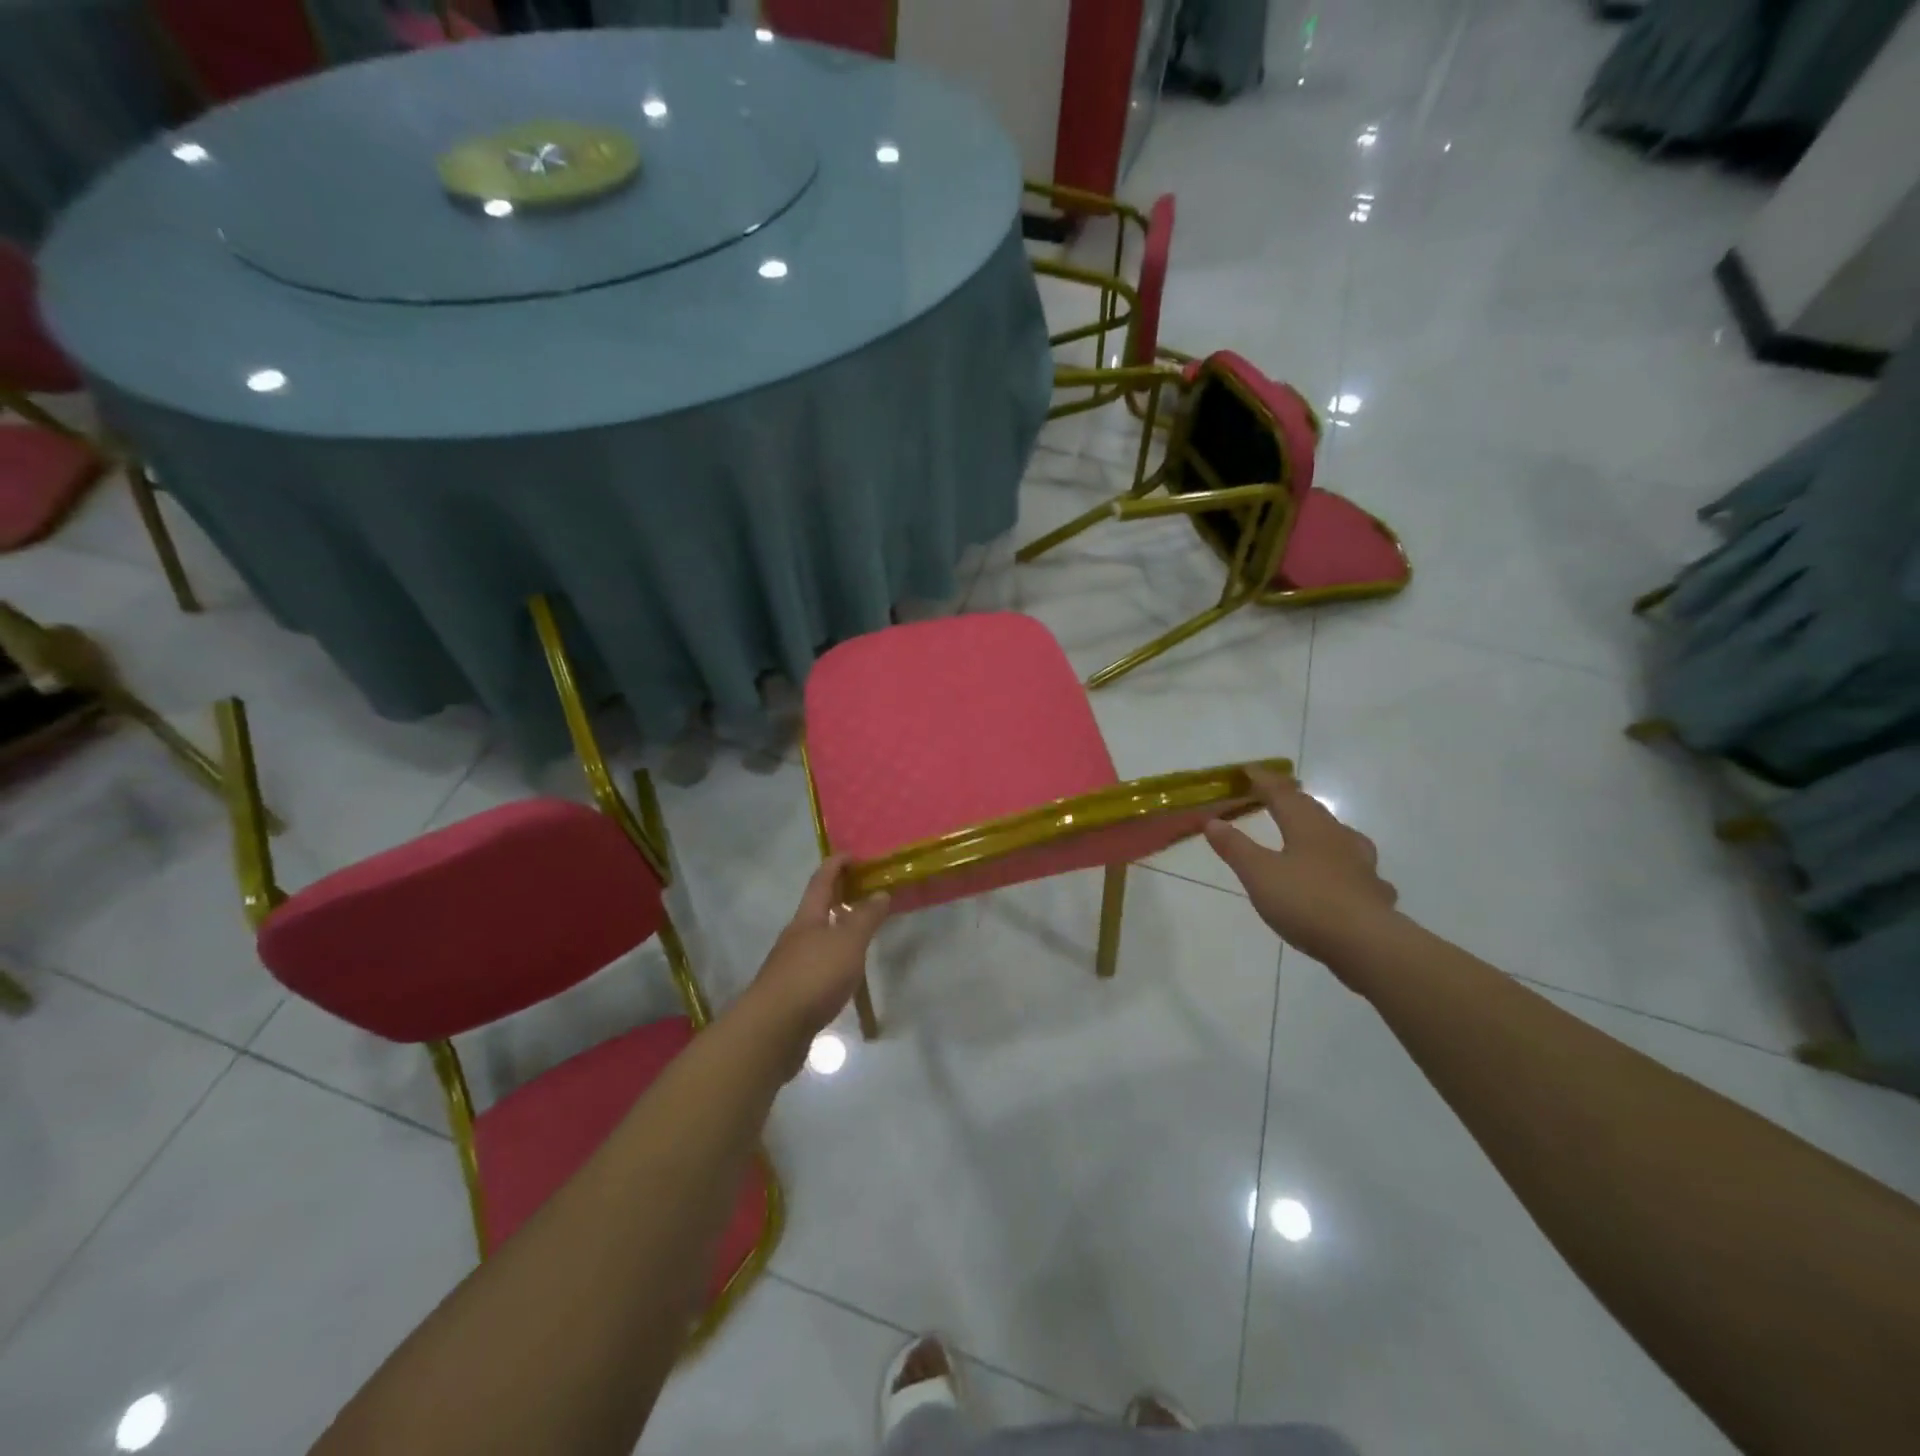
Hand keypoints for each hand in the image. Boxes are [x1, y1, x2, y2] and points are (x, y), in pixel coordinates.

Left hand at [741, 856, 889, 1064]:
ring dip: (836, 930)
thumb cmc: (813, 977)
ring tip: (861, 933)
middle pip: (816, 909)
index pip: (821, 881)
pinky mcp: (792, 992)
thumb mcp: (847, 943)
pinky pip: (817, 965)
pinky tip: (845, 972)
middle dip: (837, 897)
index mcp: (807, 919)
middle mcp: (796, 937)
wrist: (772, 1030)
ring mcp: (791, 965)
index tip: (854, 855)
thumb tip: (880, 893)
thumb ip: (865, 918)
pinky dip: (833, 959)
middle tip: (864, 891)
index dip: (836, 865)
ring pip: (817, 938)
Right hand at [1204, 768, 1396, 968]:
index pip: (1282, 794)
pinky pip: (1357, 870)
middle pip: (1313, 810)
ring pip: (1340, 836)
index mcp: (1307, 827)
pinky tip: (1346, 879)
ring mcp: (1361, 864)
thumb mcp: (1258, 874)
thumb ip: (1235, 847)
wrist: (1366, 943)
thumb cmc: (1306, 901)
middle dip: (1292, 800)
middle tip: (1276, 795)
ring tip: (1313, 833)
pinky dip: (1345, 867)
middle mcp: (1337, 837)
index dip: (1264, 780)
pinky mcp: (1374, 892)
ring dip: (1321, 830)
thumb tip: (1212, 821)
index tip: (1248, 770)